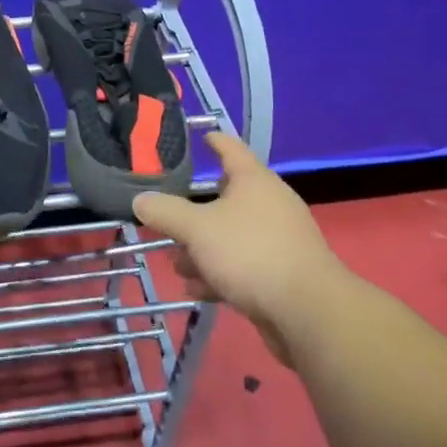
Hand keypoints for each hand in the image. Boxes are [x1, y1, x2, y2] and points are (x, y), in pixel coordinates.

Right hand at [133, 132, 344, 363]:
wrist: (307, 311)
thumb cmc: (250, 253)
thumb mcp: (197, 229)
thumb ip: (165, 212)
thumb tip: (140, 200)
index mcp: (254, 181)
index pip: (231, 149)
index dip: (214, 141)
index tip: (201, 135)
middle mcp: (270, 205)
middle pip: (227, 198)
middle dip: (194, 213)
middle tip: (168, 219)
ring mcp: (279, 240)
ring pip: (232, 236)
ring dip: (203, 249)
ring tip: (178, 265)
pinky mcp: (282, 273)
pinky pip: (243, 265)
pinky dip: (220, 273)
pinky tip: (199, 290)